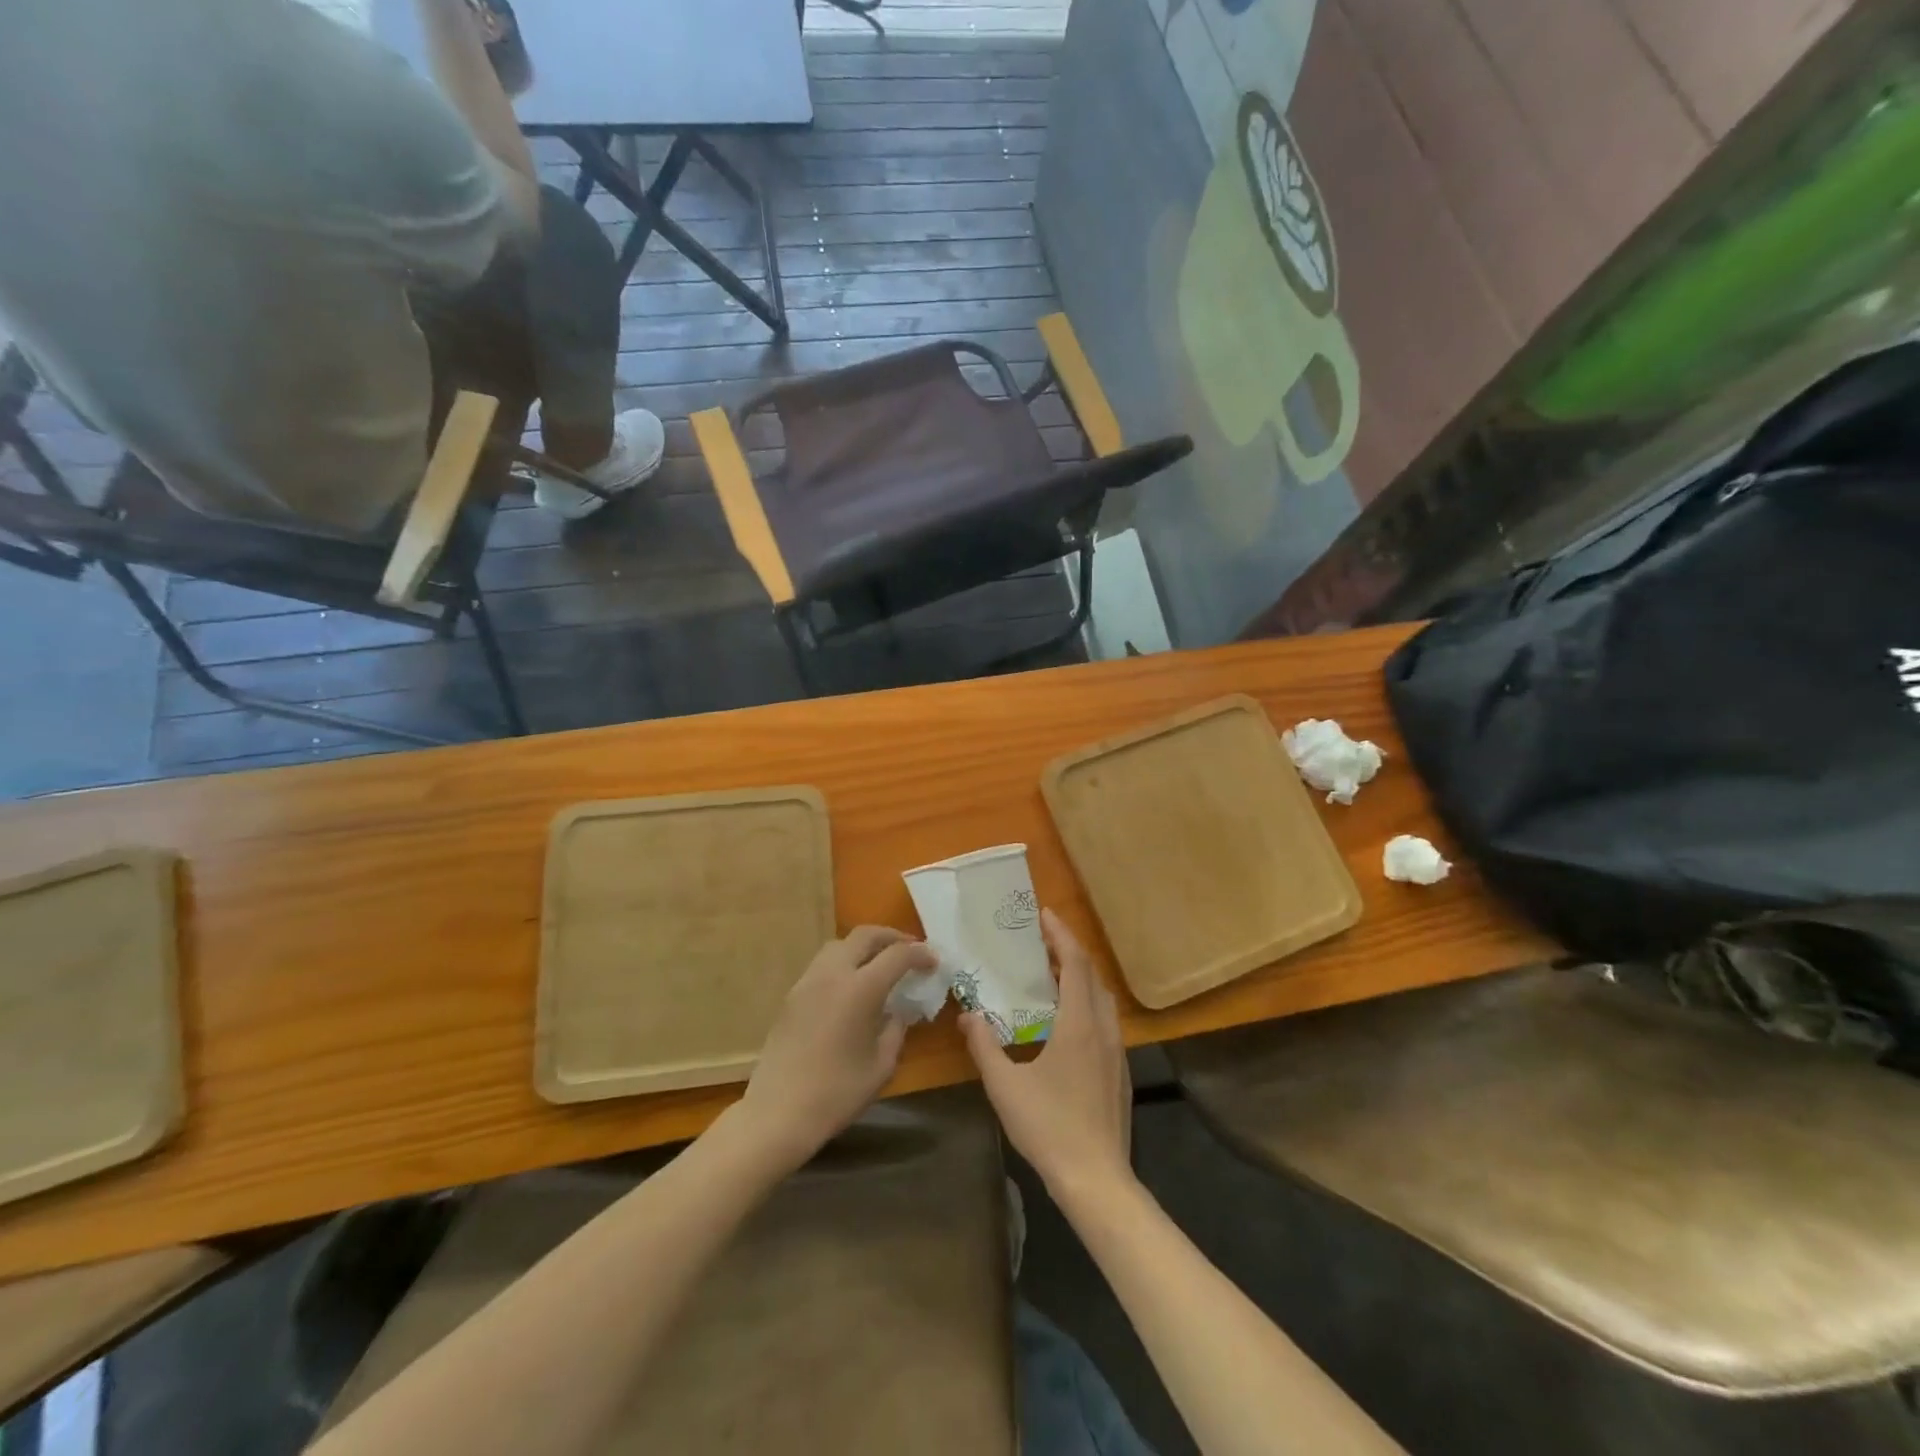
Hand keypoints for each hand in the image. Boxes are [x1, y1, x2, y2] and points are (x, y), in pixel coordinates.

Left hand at [737, 927, 935, 1170]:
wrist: (777, 1113)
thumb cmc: (837, 1094)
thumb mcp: (882, 1065)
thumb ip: (896, 1029)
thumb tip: (898, 1011)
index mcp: (860, 989)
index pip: (897, 955)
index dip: (920, 954)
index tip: (934, 962)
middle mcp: (833, 974)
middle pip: (865, 935)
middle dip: (892, 937)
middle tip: (910, 950)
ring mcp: (808, 981)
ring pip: (840, 944)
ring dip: (865, 946)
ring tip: (881, 964)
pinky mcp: (792, 995)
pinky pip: (824, 964)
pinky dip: (845, 962)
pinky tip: (853, 986)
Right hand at [961, 910, 1132, 1205]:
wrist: (1096, 1180)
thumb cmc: (1049, 1127)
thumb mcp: (1005, 1086)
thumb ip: (984, 1046)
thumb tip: (967, 1015)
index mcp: (1079, 1024)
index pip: (1075, 964)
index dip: (1061, 935)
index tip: (1044, 915)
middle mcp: (1103, 1029)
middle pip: (1092, 976)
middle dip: (1069, 952)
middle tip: (1040, 942)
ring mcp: (1116, 1051)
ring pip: (1101, 999)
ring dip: (1079, 978)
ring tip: (1050, 975)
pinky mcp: (1119, 1071)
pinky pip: (1104, 1020)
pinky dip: (1085, 1003)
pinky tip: (1064, 1021)